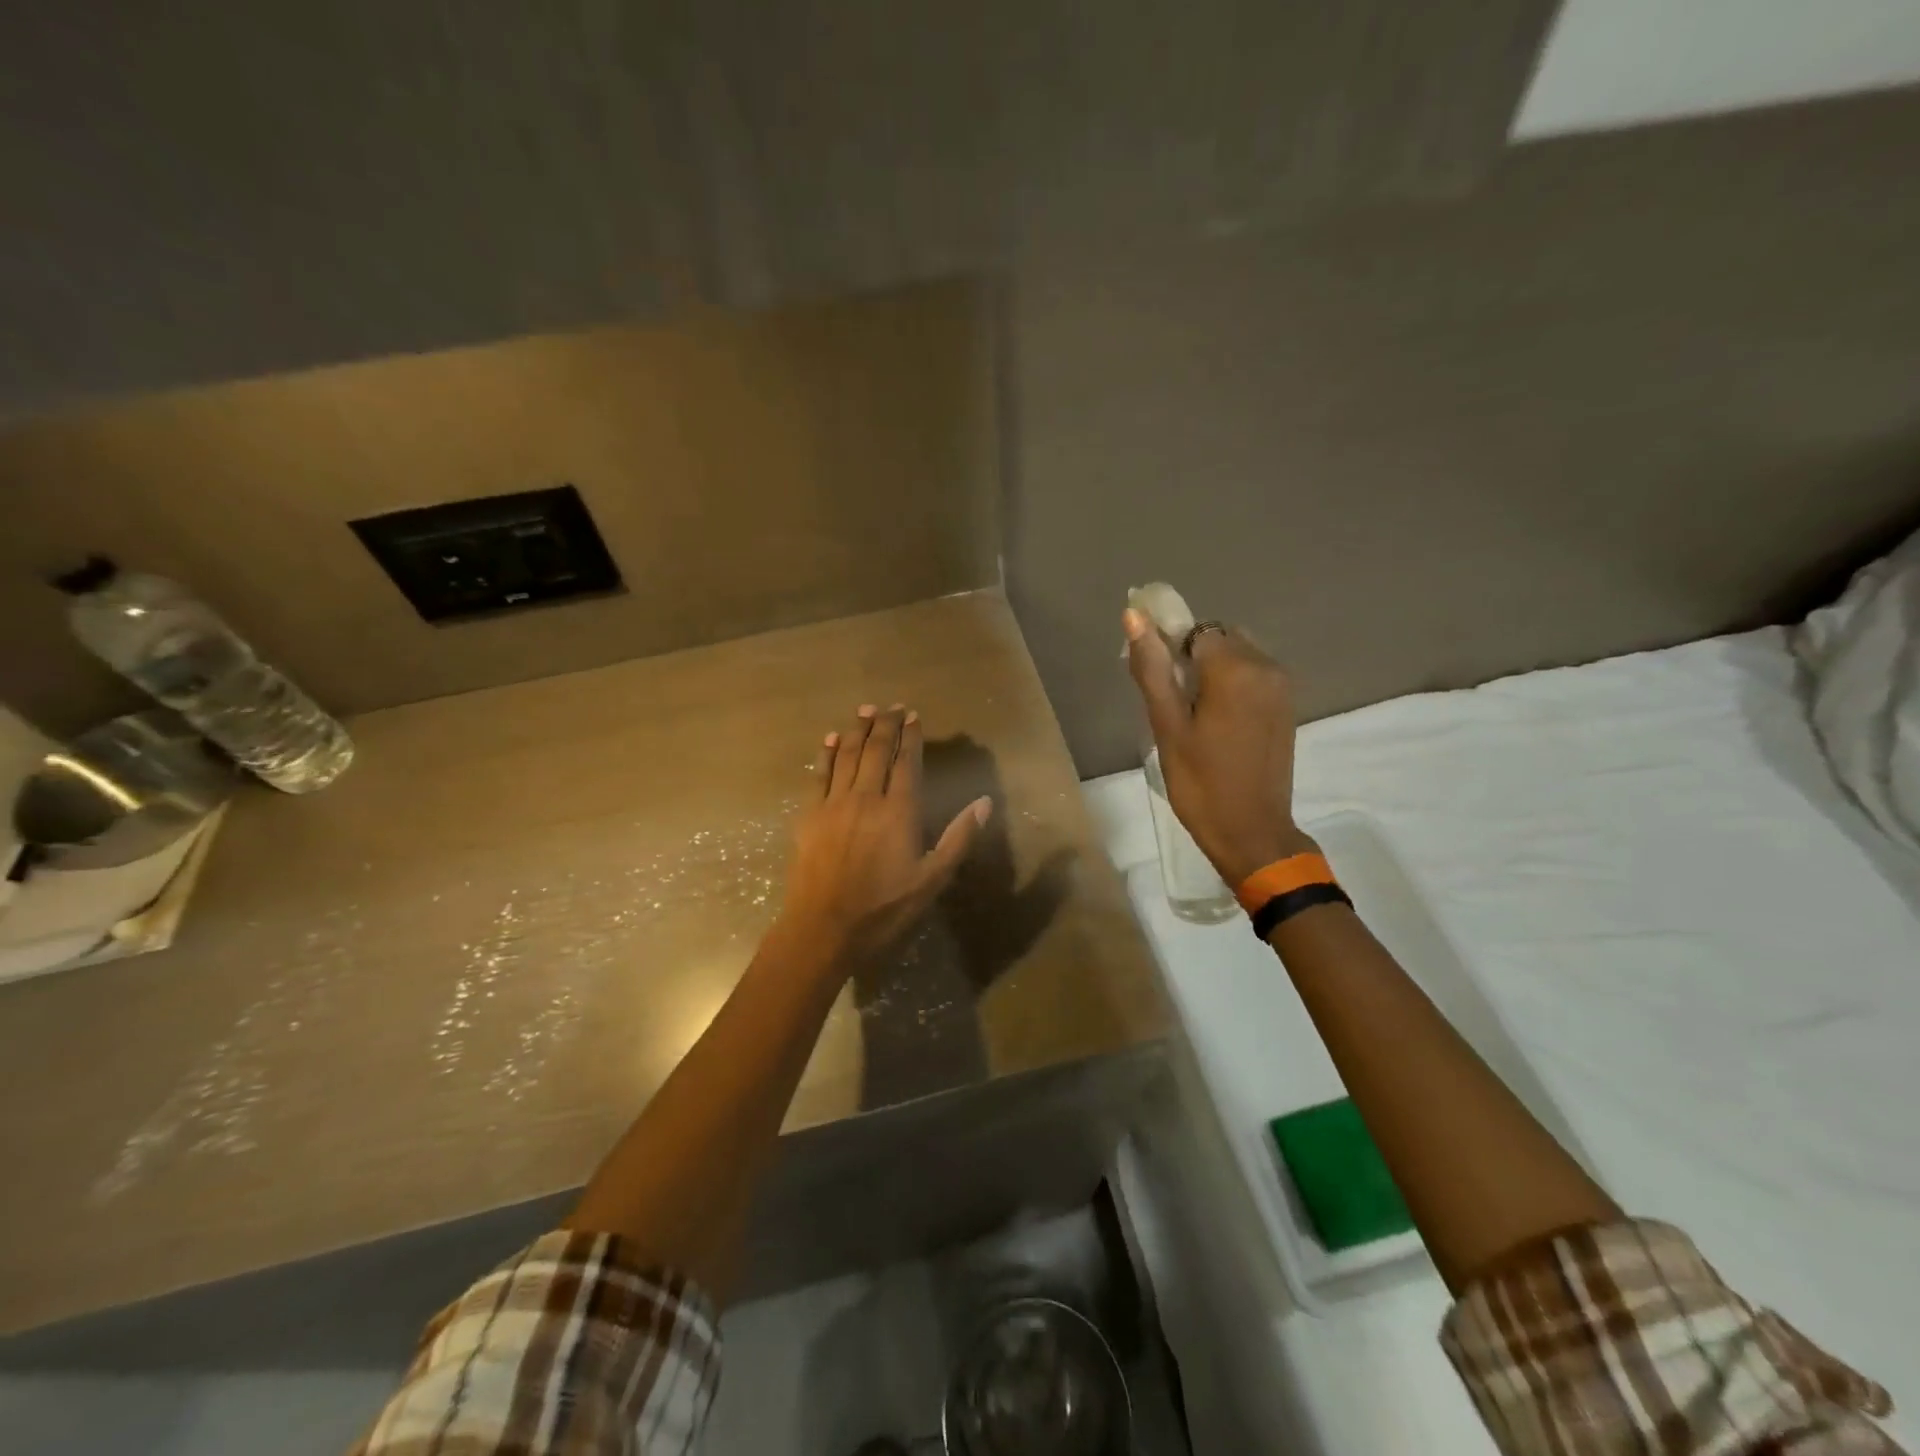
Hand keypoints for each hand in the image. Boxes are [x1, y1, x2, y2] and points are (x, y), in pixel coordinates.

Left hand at [778, 703, 992, 971]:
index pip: (907, 762)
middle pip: (875, 750)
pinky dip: (825, 753)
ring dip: (856, 730)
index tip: (914, 716)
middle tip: (892, 707)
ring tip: (865, 711)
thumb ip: (958, 838)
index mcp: (899, 811)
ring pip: (846, 755)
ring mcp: (834, 804)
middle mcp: (866, 797)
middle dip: (885, 725)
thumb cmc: (884, 909)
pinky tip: (830, 739)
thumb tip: (984, 802)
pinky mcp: (809, 815)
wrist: (823, 929)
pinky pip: (818, 774)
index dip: (911, 736)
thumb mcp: (932, 880)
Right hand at [1124, 610, 1315, 887]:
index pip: (1193, 630)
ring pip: (1236, 654)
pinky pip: (1253, 674)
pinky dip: (1230, 684)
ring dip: (1211, 670)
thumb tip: (1134, 615)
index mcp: (1235, 669)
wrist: (1252, 832)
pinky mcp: (1286, 704)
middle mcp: (1266, 666)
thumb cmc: (1200, 783)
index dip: (1168, 648)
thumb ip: (1151, 668)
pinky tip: (1216, 720)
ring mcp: (1281, 686)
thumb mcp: (1167, 726)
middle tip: (1170, 701)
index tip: (1154, 681)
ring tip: (1191, 713)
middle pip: (1217, 638)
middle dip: (1190, 657)